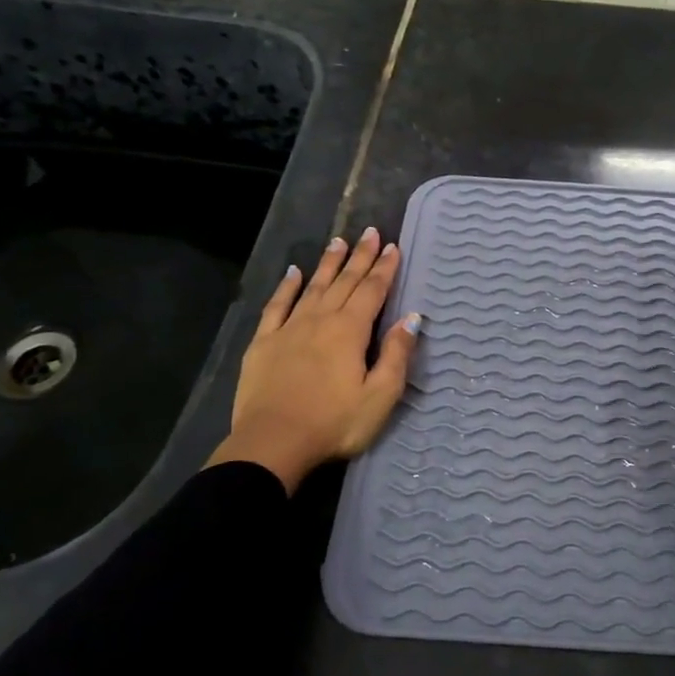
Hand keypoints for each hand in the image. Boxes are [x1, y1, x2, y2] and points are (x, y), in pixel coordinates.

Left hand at [206, 227, 421, 493]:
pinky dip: (286, 287)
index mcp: (350, 331)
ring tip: (338, 242)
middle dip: (360, 257)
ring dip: (328, 264)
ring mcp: (288, 329)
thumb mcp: (380, 395)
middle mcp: (320, 320)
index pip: (372, 291)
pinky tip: (293, 273)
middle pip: (344, 282)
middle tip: (370, 232)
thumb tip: (411, 318)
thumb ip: (396, 354)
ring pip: (313, 287)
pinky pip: (277, 306)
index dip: (384, 269)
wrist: (273, 443)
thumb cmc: (334, 423)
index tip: (392, 247)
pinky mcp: (263, 343)